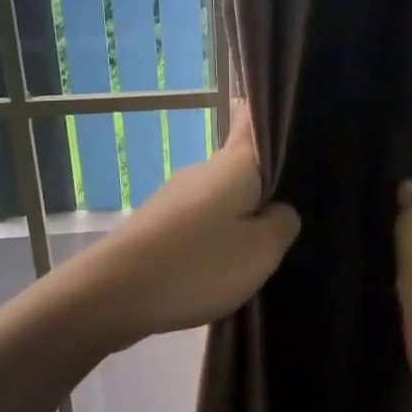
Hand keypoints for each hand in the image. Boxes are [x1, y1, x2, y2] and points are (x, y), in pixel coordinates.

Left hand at [65, 101, 300, 350]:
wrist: (113, 293)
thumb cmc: (197, 265)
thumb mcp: (261, 251)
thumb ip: (282, 224)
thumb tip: (281, 210)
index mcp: (233, 164)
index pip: (253, 120)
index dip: (272, 118)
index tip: (296, 129)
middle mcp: (202, 171)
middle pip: (241, 165)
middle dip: (267, 183)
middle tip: (298, 210)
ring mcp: (175, 198)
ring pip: (221, 198)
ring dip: (241, 215)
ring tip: (266, 246)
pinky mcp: (159, 226)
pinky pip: (200, 223)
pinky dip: (217, 237)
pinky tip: (227, 263)